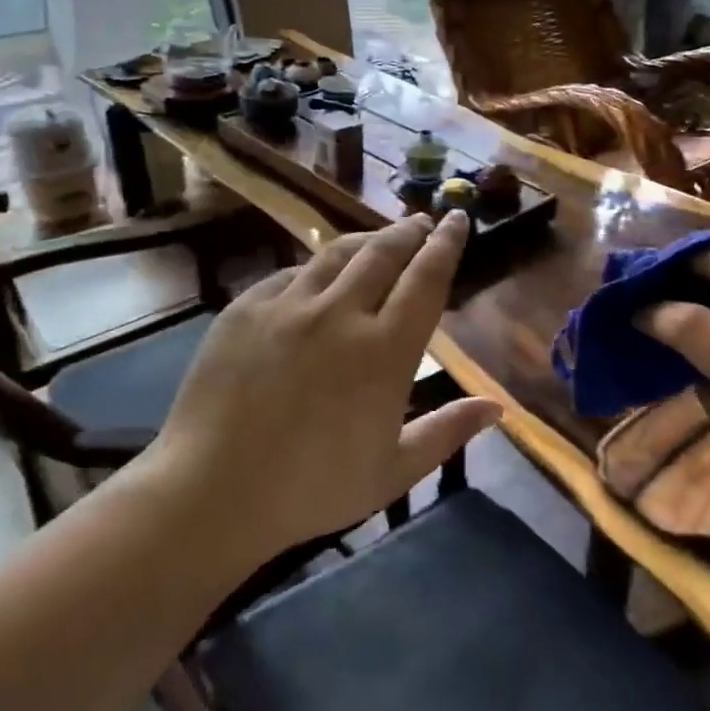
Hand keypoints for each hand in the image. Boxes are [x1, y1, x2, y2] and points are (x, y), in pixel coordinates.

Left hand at [149, 211, 501, 560]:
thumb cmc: (313, 489)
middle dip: (408, 231)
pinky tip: (317, 276)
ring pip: (337, 253)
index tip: (458, 218)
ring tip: (378, 239)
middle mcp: (340, 313)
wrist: (211, 492)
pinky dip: (315, 269)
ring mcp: (288, 305)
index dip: (446, 244)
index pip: (426, 279)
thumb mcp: (394, 470)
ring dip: (365, 240)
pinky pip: (290, 274)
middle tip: (421, 222)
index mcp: (385, 351)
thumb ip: (449, 431)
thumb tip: (498, 406)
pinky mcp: (246, 308)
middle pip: (384, 252)